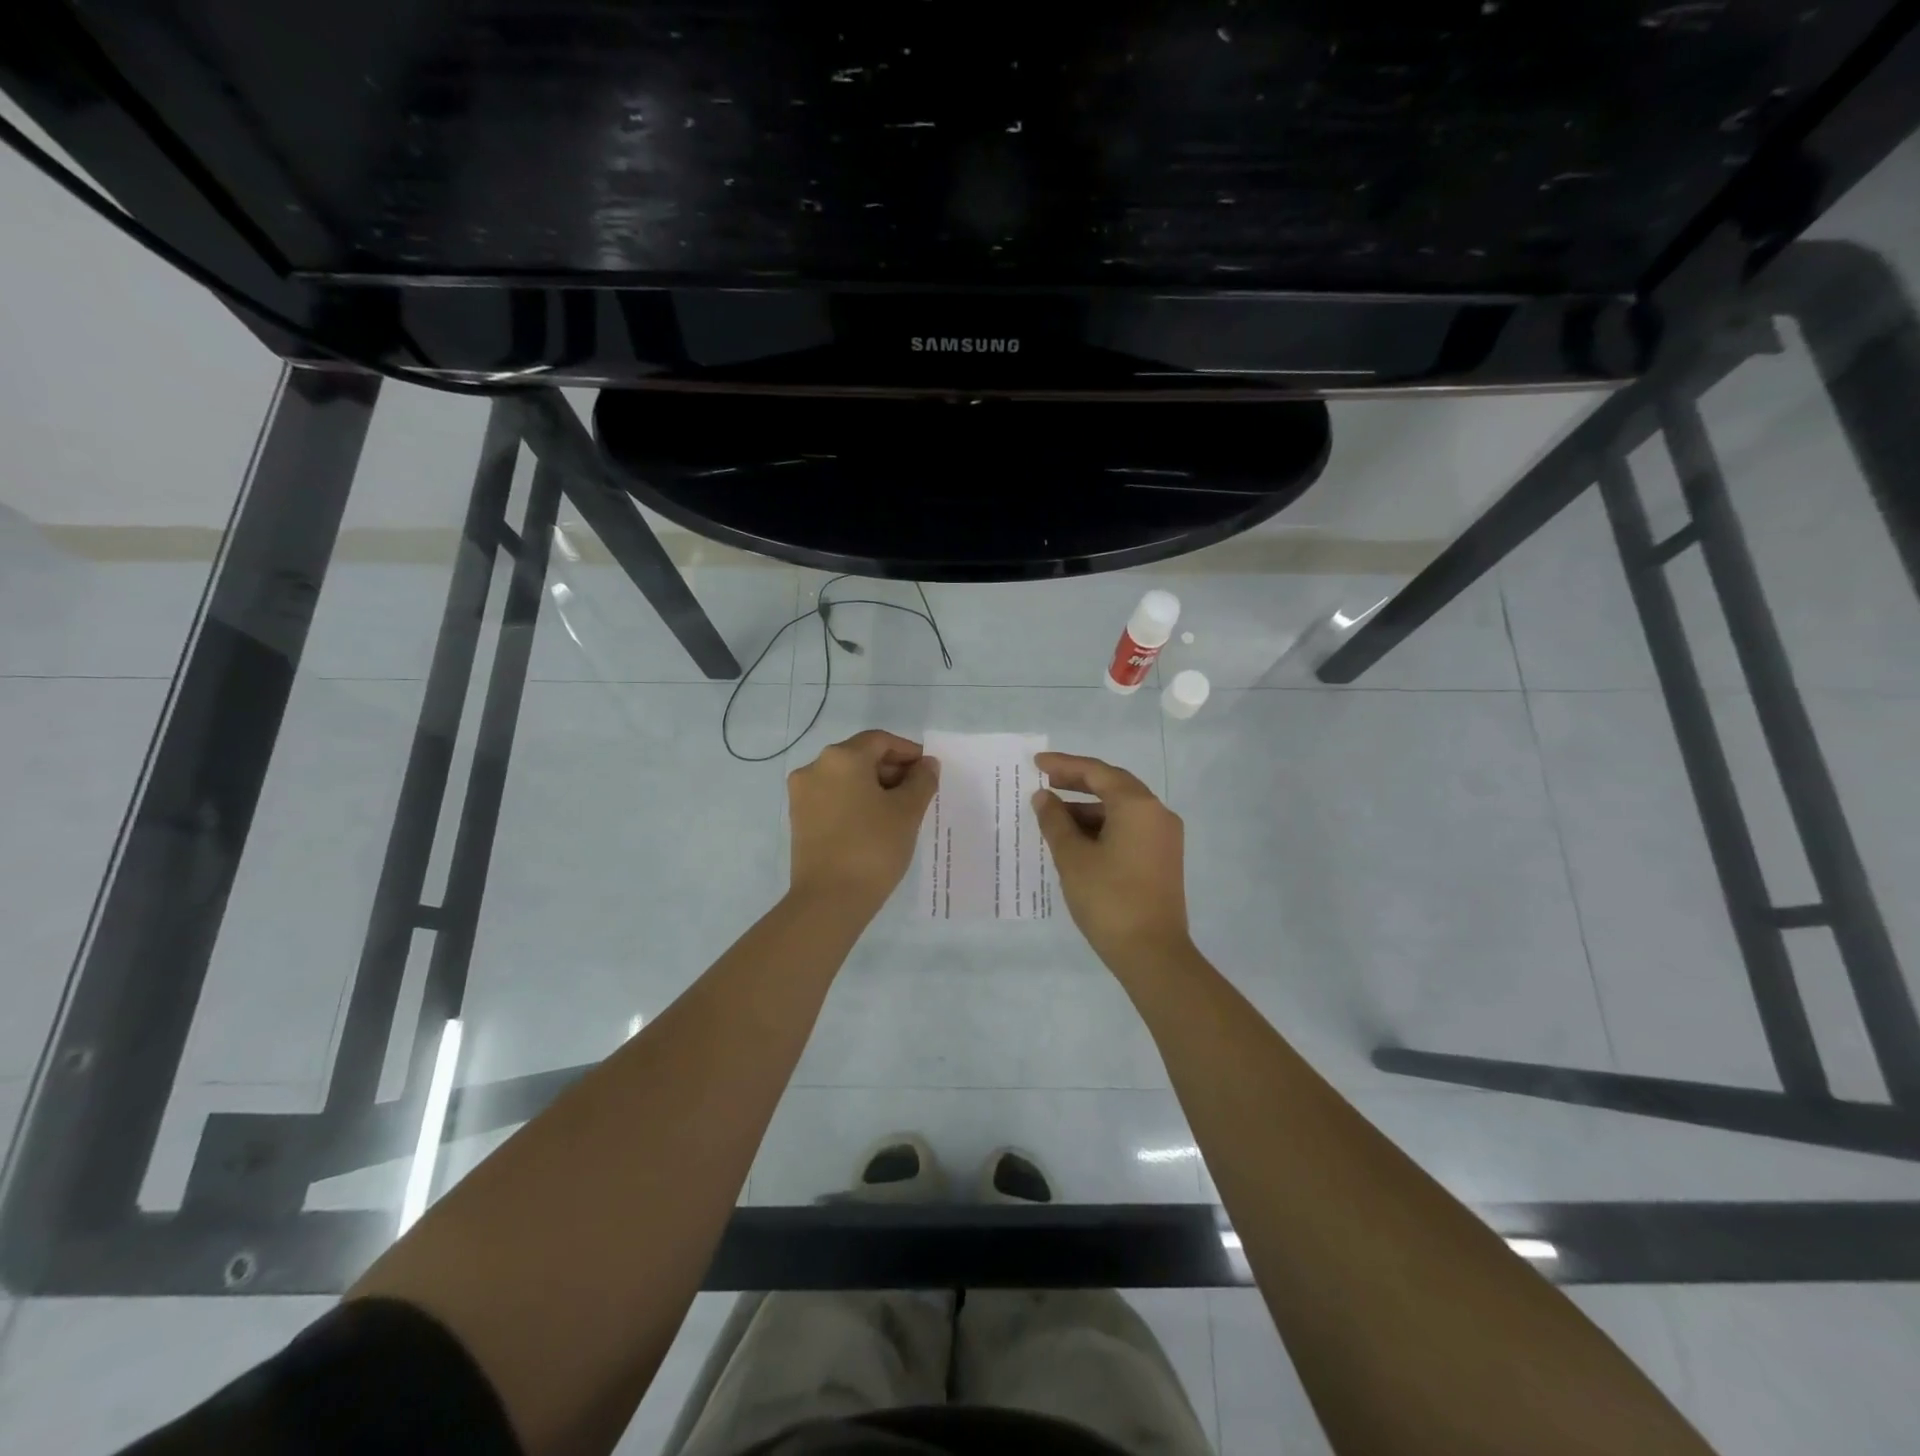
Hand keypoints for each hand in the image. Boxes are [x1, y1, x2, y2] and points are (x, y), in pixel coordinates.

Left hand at [788, 729, 938, 914]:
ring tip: (898, 811)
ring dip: (873, 786)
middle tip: (917, 793)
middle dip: (891, 770)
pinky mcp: (799, 818)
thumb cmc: (873, 847)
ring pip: (845, 778)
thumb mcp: (907, 812)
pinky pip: (832, 797)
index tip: (928, 773)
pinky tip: (874, 823)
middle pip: (860, 756)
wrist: (829, 900)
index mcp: (841, 757)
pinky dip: (854, 801)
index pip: (881, 741)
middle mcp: (815, 767)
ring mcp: (802, 793)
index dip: (908, 752)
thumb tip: (926, 764)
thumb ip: (921, 781)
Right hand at [1032, 752, 1192, 974]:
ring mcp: (1164, 837)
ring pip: (1121, 809)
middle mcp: (1157, 813)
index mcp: (1137, 805)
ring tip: (1053, 817)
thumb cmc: (1109, 899)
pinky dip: (1103, 827)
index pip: (1097, 772)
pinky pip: (1129, 828)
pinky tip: (1076, 840)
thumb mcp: (1072, 857)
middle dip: (1077, 783)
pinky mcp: (1163, 858)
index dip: (1064, 765)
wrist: (1152, 953)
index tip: (1036, 764)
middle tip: (1044, 783)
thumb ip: (1055, 821)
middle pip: (1113, 786)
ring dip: (1088, 809)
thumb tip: (1044, 798)